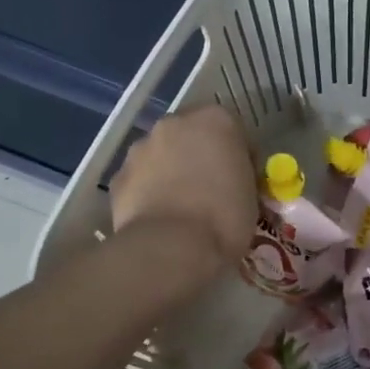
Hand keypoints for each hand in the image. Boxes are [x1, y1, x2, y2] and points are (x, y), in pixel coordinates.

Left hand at [110, 105, 257, 272]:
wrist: (171, 246)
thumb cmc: (224, 218)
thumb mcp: (251, 195)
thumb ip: (239, 176)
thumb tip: (229, 182)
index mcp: (216, 121)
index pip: (234, 132)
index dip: (239, 158)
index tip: (242, 182)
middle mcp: (175, 124)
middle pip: (192, 135)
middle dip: (200, 156)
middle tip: (210, 190)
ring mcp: (141, 147)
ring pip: (161, 154)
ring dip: (171, 171)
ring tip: (181, 207)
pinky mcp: (118, 175)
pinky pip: (140, 179)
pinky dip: (148, 192)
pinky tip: (158, 217)